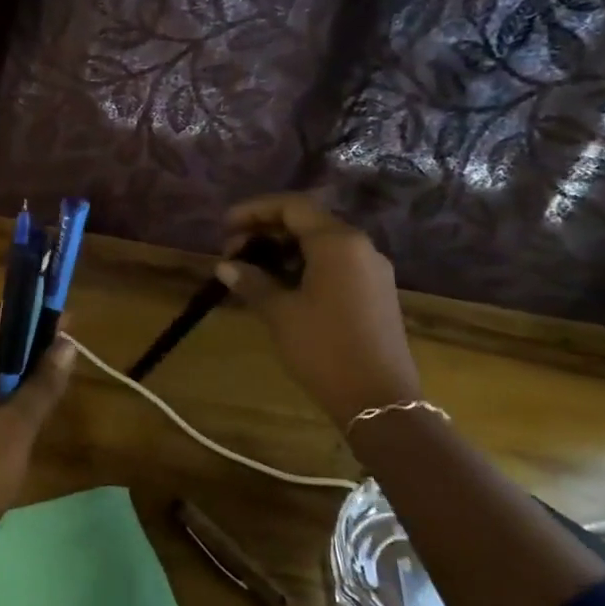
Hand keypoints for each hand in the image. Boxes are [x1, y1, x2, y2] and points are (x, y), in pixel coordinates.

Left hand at [0, 308, 75, 561]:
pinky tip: (29, 419)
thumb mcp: (18, 427)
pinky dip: (9, 398)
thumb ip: (42, 383)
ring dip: (22, 373)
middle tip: (69, 357)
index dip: (31, 312)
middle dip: (32, 344)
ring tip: (57, 386)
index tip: (66, 321)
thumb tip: (66, 341)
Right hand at [218, 193, 421, 423]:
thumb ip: (252, 282)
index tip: (225, 226)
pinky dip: (304, 265)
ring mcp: (372, 269)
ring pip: (321, 244)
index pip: (293, 206)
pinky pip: (335, 264)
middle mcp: (359, 246)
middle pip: (308, 221)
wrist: (379, 399)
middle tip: (232, 252)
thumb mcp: (280, 313)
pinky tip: (281, 287)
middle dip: (266, 231)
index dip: (255, 210)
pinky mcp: (375, 292)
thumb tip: (225, 266)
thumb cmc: (324, 348)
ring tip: (251, 271)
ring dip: (284, 250)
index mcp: (338, 242)